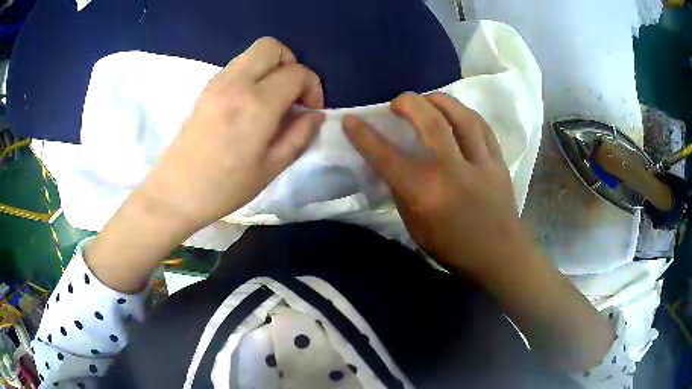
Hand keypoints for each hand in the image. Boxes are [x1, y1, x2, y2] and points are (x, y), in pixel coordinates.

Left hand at [141, 37, 325, 233]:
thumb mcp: (271, 168)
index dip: (312, 87)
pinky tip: (249, 104)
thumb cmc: (225, 187)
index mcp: (257, 104)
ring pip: (253, 53)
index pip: (297, 73)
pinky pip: (237, 66)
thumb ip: (299, 136)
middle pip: (272, 46)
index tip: (310, 110)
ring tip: (272, 100)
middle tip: (292, 94)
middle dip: (291, 64)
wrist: (176, 192)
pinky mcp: (206, 88)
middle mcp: (236, 83)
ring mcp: (217, 82)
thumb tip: (316, 115)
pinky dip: (252, 74)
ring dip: (271, 68)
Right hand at [343, 92, 534, 277]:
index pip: (388, 157)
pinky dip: (465, 114)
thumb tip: (392, 164)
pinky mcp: (498, 162)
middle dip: (408, 103)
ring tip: (428, 100)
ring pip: (462, 117)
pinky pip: (483, 127)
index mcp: (427, 195)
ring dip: (440, 100)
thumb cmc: (452, 248)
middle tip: (398, 102)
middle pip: (431, 122)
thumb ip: (402, 192)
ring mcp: (481, 164)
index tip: (351, 120)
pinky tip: (456, 113)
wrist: (498, 255)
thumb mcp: (415, 228)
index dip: (365, 136)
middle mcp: (453, 173)